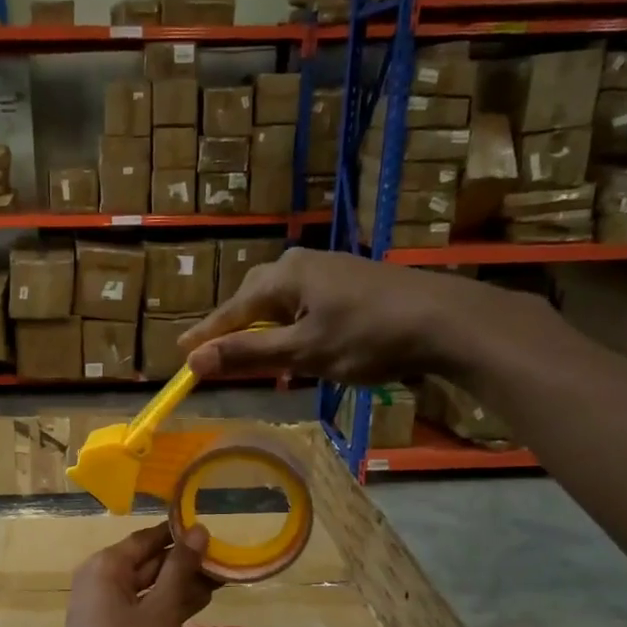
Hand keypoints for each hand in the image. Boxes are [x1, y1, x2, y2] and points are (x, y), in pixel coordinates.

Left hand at [43, 524, 215, 626]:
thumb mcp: (160, 612)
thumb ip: (180, 570)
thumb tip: (198, 530)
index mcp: (106, 566)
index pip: (148, 537)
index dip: (181, 534)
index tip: (215, 532)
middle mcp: (101, 579)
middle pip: (149, 560)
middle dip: (186, 561)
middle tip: (227, 559)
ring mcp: (104, 607)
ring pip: (149, 585)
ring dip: (182, 583)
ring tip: (222, 579)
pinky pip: (144, 606)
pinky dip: (169, 604)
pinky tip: (198, 603)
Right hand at [178, 248, 558, 384]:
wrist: (446, 320)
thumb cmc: (369, 336)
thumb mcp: (304, 352)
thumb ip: (248, 356)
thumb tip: (194, 361)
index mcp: (283, 276)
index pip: (231, 312)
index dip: (205, 337)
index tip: (180, 355)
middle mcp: (302, 264)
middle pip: (253, 300)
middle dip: (234, 330)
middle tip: (216, 356)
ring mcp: (330, 271)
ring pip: (281, 303)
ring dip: (264, 330)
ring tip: (254, 356)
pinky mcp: (352, 283)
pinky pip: (305, 305)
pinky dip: (292, 327)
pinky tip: (300, 344)